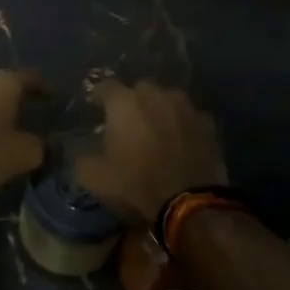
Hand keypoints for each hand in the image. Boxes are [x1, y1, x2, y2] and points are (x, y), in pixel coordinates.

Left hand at [0, 69, 45, 193]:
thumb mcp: (25, 154)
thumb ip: (41, 146)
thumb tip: (47, 145)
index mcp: (5, 82)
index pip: (31, 78)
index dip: (44, 89)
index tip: (52, 99)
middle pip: (4, 84)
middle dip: (16, 97)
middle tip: (28, 111)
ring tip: (5, 124)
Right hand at [75, 80, 226, 223]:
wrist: (190, 203)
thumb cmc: (136, 184)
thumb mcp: (94, 178)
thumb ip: (82, 158)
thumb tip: (81, 151)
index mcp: (125, 103)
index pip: (106, 86)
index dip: (99, 96)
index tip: (95, 108)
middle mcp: (156, 96)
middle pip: (140, 89)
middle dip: (132, 102)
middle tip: (127, 122)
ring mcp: (186, 107)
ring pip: (168, 99)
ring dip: (160, 110)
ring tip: (156, 129)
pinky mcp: (208, 124)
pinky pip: (189, 117)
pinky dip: (182, 125)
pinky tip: (180, 141)